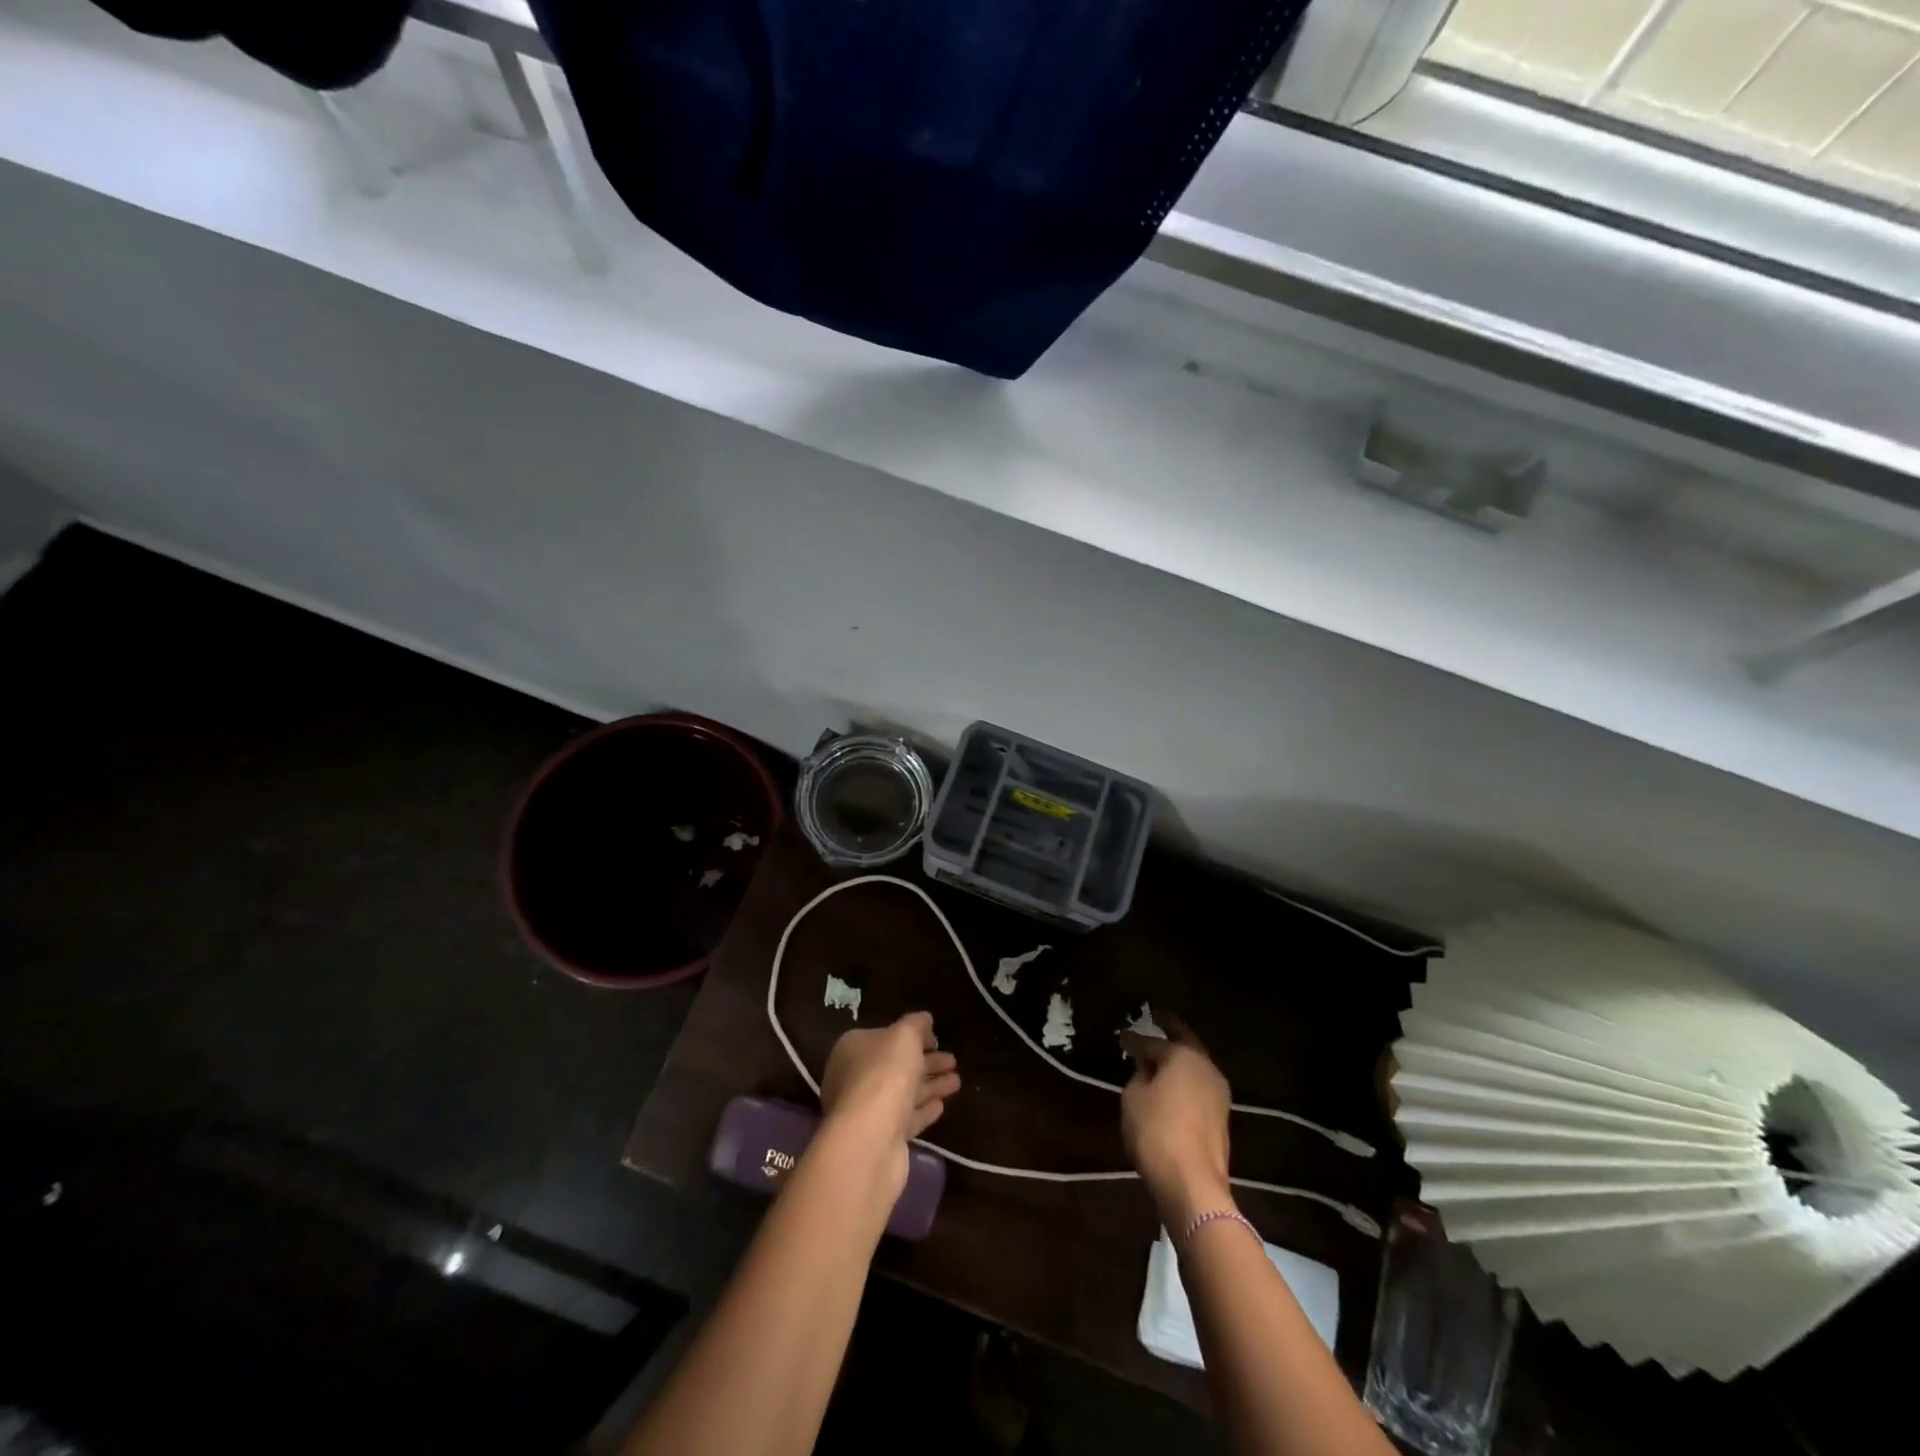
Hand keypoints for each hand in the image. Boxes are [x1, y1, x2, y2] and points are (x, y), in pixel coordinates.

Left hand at [818, 1011, 960, 1193]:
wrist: (870, 1140)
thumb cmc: (884, 1074)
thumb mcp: (904, 1036)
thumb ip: (915, 1025)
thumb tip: (924, 1018)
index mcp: (853, 1049)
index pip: (884, 1037)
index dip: (911, 1036)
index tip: (936, 1038)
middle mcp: (855, 1078)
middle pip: (896, 1066)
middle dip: (926, 1062)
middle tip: (953, 1060)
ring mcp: (867, 1110)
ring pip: (904, 1092)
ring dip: (930, 1085)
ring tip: (957, 1081)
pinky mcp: (882, 1138)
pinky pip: (906, 1118)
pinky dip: (923, 1110)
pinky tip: (942, 1105)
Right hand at [1120, 1017, 1232, 1227]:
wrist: (1192, 1184)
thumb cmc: (1156, 1131)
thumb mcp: (1134, 1097)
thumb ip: (1139, 1075)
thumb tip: (1147, 1069)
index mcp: (1184, 1055)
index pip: (1154, 1041)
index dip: (1134, 1040)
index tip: (1122, 1037)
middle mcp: (1206, 1068)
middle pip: (1185, 1044)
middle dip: (1169, 1033)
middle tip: (1155, 1020)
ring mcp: (1219, 1094)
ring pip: (1194, 1067)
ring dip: (1178, 1060)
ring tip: (1159, 1057)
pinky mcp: (1221, 1118)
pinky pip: (1197, 1088)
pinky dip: (1184, 1082)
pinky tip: (1171, 1086)